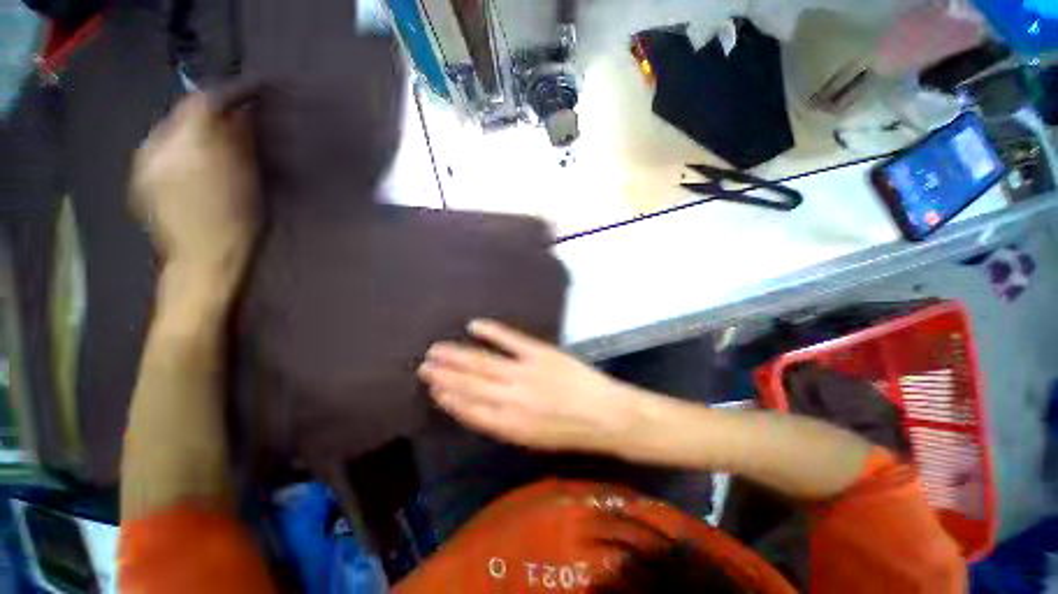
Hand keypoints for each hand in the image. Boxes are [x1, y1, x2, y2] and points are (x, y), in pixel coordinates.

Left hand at [131, 93, 257, 284]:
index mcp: (188, 145)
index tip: (248, 98)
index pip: (203, 102)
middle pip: (183, 115)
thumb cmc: (236, 223)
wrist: (204, 262)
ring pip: (170, 132)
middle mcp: (158, 146)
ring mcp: (144, 163)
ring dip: (194, 133)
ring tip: (215, 148)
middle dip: (209, 116)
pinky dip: (179, 150)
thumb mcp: (248, 179)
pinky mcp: (140, 178)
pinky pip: (160, 150)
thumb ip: (241, 141)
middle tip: (234, 127)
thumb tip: (242, 113)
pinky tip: (194, 166)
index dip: (228, 96)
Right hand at [418, 320, 640, 453]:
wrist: (606, 414)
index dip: (448, 398)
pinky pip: (509, 339)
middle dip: (444, 375)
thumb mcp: (533, 440)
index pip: (468, 409)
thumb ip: (503, 424)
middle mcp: (512, 398)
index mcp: (509, 425)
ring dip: (457, 355)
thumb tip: (475, 407)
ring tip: (437, 350)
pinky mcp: (540, 352)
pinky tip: (474, 325)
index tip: (433, 388)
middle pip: (470, 384)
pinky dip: (490, 331)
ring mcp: (525, 371)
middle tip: (424, 365)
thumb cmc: (569, 432)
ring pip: (482, 362)